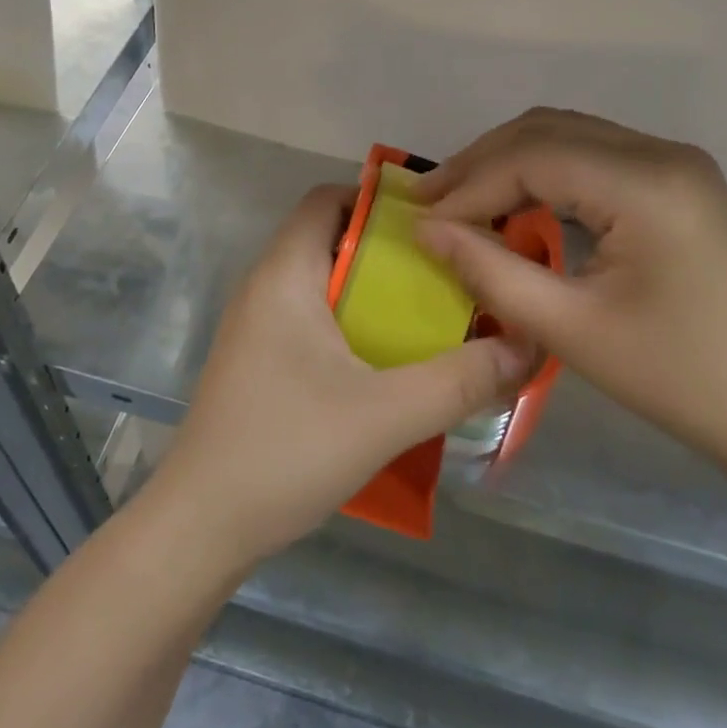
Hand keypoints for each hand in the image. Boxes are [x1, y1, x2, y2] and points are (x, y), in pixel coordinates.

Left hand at [151, 185, 538, 567]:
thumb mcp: (385, 415)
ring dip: (375, 292)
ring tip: (434, 314)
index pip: (327, 199)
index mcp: (285, 274)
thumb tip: (525, 347)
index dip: (379, 200)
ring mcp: (258, 327)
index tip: (435, 224)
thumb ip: (459, 380)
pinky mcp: (261, 362)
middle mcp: (266, 287)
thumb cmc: (286, 450)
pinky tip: (391, 362)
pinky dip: (354, 324)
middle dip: (391, 251)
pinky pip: (314, 319)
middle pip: (332, 239)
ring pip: (326, 283)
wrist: (201, 527)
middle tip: (450, 273)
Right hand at [414, 109, 726, 468]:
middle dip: (481, 162)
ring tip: (460, 200)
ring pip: (567, 134)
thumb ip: (490, 271)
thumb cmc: (676, 377)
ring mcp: (674, 161)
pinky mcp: (674, 179)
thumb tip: (426, 231)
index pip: (533, 157)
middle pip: (547, 130)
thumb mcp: (570, 329)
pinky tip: (515, 202)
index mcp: (646, 184)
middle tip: (428, 200)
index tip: (419, 219)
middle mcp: (662, 153)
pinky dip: (543, 172)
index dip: (469, 185)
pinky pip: (592, 155)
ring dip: (509, 161)